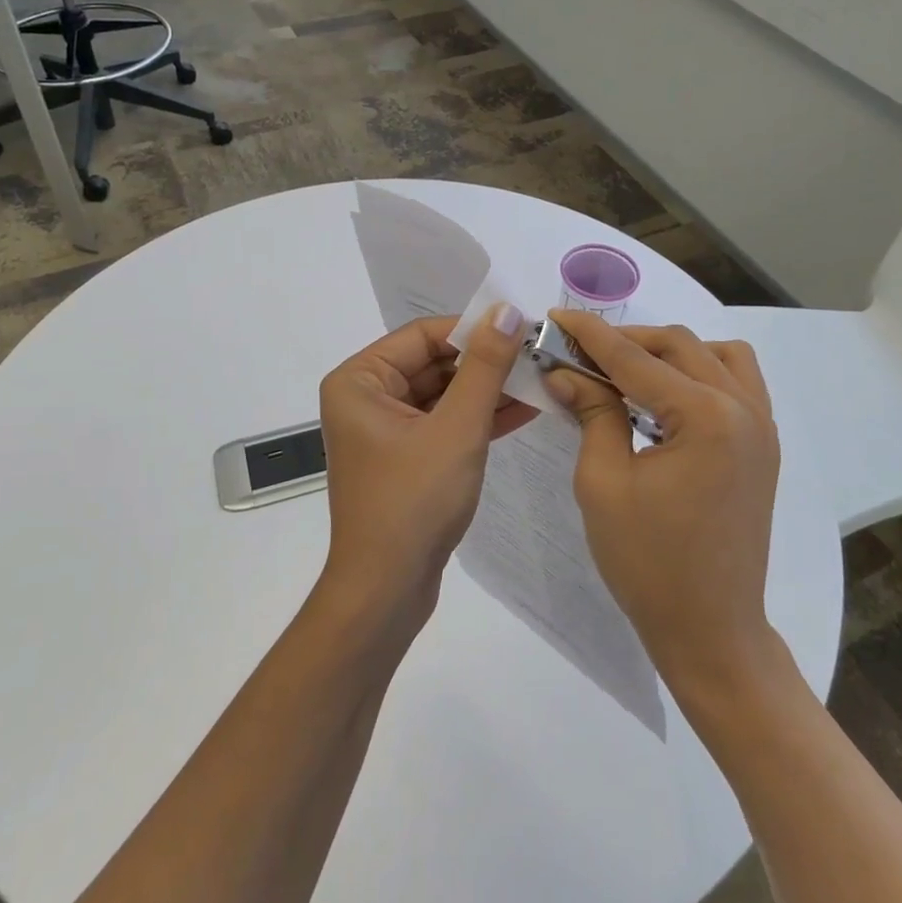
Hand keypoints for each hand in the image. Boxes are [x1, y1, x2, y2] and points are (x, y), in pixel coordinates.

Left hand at [317, 306, 532, 626]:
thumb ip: (485, 367)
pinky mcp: (406, 457)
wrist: (387, 591)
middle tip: (539, 356)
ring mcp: (386, 429)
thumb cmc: (413, 501)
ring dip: (489, 390)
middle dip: (486, 362)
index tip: (524, 329)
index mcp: (360, 381)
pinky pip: (445, 423)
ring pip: (444, 394)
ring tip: (541, 379)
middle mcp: (367, 397)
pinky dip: (479, 417)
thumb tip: (506, 311)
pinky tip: (525, 409)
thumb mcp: (457, 428)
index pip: (424, 335)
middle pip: (434, 363)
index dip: (475, 329)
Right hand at [544, 310, 780, 694]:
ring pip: (715, 354)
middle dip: (626, 340)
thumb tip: (565, 371)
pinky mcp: (764, 445)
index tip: (555, 318)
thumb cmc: (649, 564)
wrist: (712, 630)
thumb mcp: (603, 484)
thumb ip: (592, 413)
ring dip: (668, 351)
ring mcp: (762, 426)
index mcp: (705, 417)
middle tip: (580, 352)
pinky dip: (701, 371)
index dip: (591, 335)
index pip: (636, 358)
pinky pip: (738, 381)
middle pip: (679, 345)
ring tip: (627, 370)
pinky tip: (668, 395)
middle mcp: (743, 408)